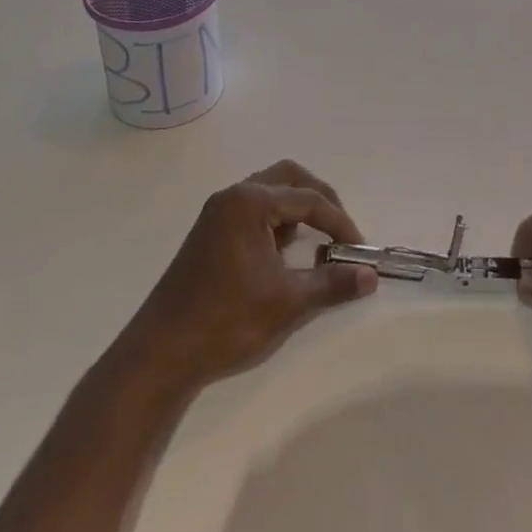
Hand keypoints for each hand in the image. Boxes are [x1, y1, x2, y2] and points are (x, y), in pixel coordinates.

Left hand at [116, 160, 377, 391]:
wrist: (160, 354)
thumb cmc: (227, 320)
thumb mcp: (288, 302)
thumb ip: (333, 284)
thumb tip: (371, 276)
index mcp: (250, 201)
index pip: (309, 199)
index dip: (340, 223)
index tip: (359, 250)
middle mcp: (233, 196)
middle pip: (289, 178)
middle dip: (320, 200)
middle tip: (340, 230)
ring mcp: (217, 213)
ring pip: (270, 192)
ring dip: (297, 209)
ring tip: (316, 243)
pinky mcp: (209, 233)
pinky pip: (253, 211)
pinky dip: (276, 222)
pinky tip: (284, 255)